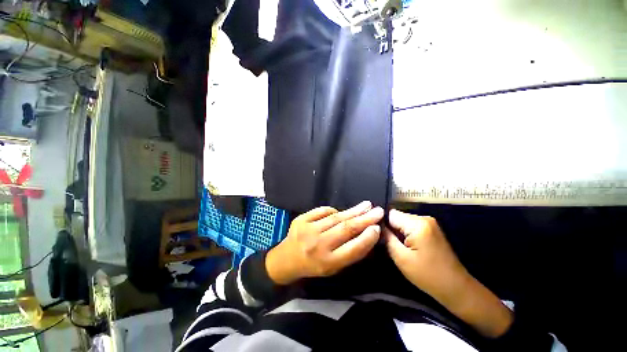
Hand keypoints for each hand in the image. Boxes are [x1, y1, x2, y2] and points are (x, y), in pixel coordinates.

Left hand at [266, 201, 383, 284]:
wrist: (286, 259)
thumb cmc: (313, 265)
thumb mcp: (333, 267)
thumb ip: (349, 253)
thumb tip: (367, 233)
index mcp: (327, 262)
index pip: (353, 248)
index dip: (367, 238)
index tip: (377, 228)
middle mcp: (318, 245)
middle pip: (346, 229)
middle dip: (364, 219)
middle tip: (378, 211)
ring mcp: (308, 230)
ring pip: (336, 217)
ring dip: (353, 210)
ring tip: (366, 205)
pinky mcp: (301, 219)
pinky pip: (322, 211)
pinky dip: (334, 210)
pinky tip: (342, 211)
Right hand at [383, 210, 469, 305]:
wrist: (456, 287)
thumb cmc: (428, 275)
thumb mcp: (401, 257)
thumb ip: (387, 237)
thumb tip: (377, 225)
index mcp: (417, 224)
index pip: (390, 214)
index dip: (381, 223)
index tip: (377, 234)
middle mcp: (424, 218)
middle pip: (397, 216)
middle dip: (390, 228)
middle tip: (388, 243)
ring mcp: (429, 223)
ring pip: (402, 221)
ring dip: (397, 232)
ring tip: (397, 246)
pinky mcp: (430, 229)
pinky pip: (410, 226)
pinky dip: (405, 234)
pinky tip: (406, 246)